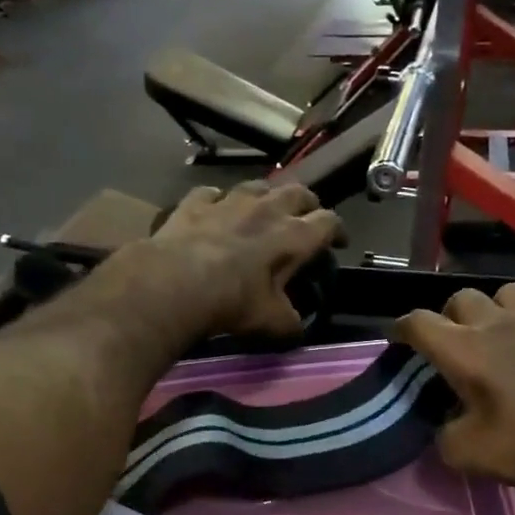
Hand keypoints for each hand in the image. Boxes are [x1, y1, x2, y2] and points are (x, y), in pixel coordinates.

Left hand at [143, 182, 342, 339]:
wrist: (175, 283)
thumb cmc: (233, 302)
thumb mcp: (271, 322)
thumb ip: (290, 323)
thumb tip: (297, 329)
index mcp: (293, 237)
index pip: (328, 222)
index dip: (337, 231)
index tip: (339, 242)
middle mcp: (265, 210)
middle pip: (297, 192)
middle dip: (308, 203)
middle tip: (308, 216)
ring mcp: (228, 201)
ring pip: (256, 185)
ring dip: (266, 195)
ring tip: (265, 207)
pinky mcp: (194, 203)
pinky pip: (211, 193)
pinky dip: (217, 200)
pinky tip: (214, 209)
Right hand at [396, 284, 514, 501]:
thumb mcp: (465, 453)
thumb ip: (443, 435)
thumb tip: (445, 428)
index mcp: (463, 350)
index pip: (418, 322)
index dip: (402, 327)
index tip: (399, 338)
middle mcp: (497, 325)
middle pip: (463, 296)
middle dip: (452, 315)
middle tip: (455, 341)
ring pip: (511, 292)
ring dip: (501, 308)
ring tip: (503, 331)